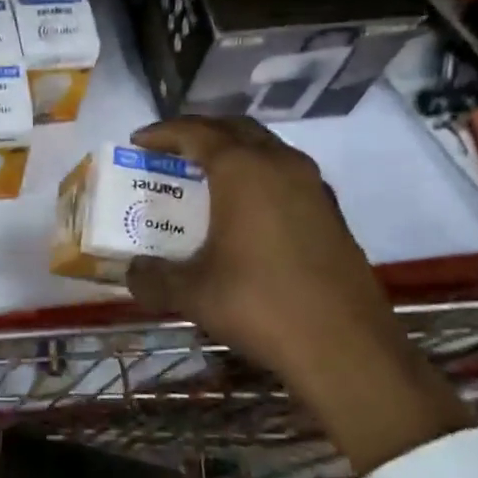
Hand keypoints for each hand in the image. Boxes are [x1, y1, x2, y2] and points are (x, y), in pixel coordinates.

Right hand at [124, 117, 471, 474]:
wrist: (346, 348)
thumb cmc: (260, 305)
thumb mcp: (192, 293)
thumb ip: (153, 277)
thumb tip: (132, 272)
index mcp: (242, 170)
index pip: (195, 132)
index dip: (163, 133)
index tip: (138, 141)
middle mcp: (280, 165)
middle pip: (235, 128)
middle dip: (200, 132)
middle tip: (172, 151)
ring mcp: (313, 187)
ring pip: (266, 148)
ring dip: (233, 151)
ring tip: (205, 175)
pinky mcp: (331, 212)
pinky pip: (285, 174)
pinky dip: (258, 175)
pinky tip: (246, 209)